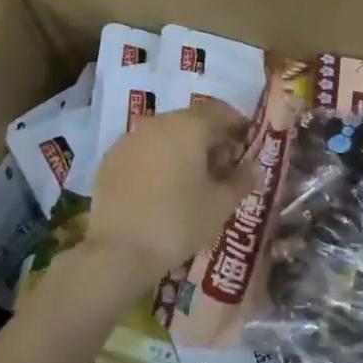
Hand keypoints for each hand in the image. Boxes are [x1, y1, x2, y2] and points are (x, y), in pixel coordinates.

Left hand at [85, 104, 257, 278]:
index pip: (221, 111)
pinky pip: (144, 152)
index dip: (238, 126)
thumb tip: (253, 168)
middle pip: (192, 121)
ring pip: (165, 135)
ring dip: (184, 149)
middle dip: (211, 139)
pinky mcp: (110, 161)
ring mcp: (129, 140)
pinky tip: (164, 189)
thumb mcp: (222, 204)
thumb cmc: (179, 222)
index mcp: (188, 126)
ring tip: (194, 180)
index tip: (248, 146)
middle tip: (224, 167)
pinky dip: (159, 161)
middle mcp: (157, 124)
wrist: (119, 251)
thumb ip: (242, 180)